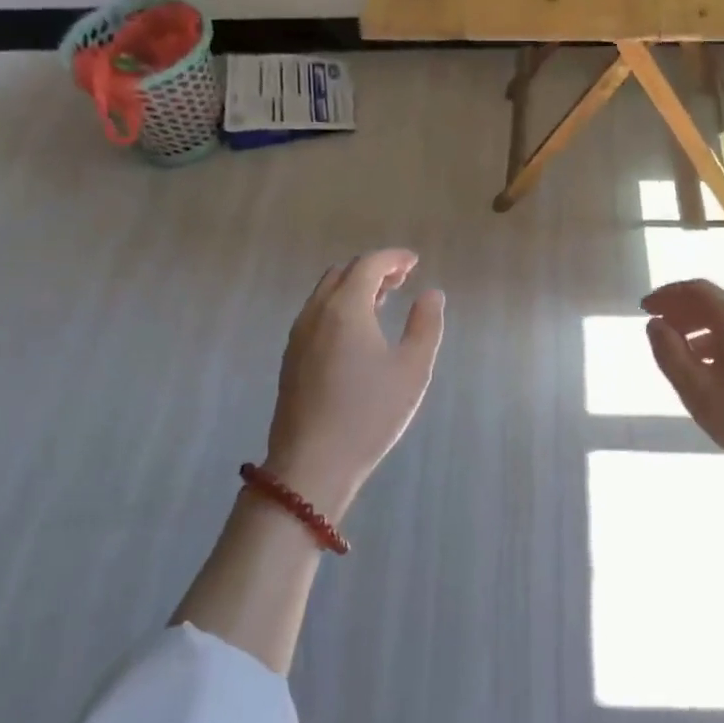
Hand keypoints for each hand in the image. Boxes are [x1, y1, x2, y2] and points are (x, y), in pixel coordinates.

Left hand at [264, 249, 444, 521]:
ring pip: (326, 293)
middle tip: (402, 279)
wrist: (311, 464)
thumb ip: (426, 325)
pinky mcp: (291, 357)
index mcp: (346, 308)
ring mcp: (299, 335)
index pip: (368, 264)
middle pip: (343, 273)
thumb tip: (432, 294)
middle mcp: (316, 312)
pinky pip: (316, 313)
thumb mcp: (412, 369)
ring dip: (354, 286)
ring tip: (383, 300)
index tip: (414, 262)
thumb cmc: (369, 414)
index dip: (393, 258)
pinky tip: (357, 330)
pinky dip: (339, 305)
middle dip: (373, 268)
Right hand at [643, 279, 723, 526]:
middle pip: (716, 304)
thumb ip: (670, 354)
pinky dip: (718, 347)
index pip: (698, 290)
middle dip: (682, 311)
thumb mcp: (698, 391)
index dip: (668, 294)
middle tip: (657, 328)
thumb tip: (656, 324)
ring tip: (678, 355)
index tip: (645, 308)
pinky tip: (711, 376)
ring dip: (699, 331)